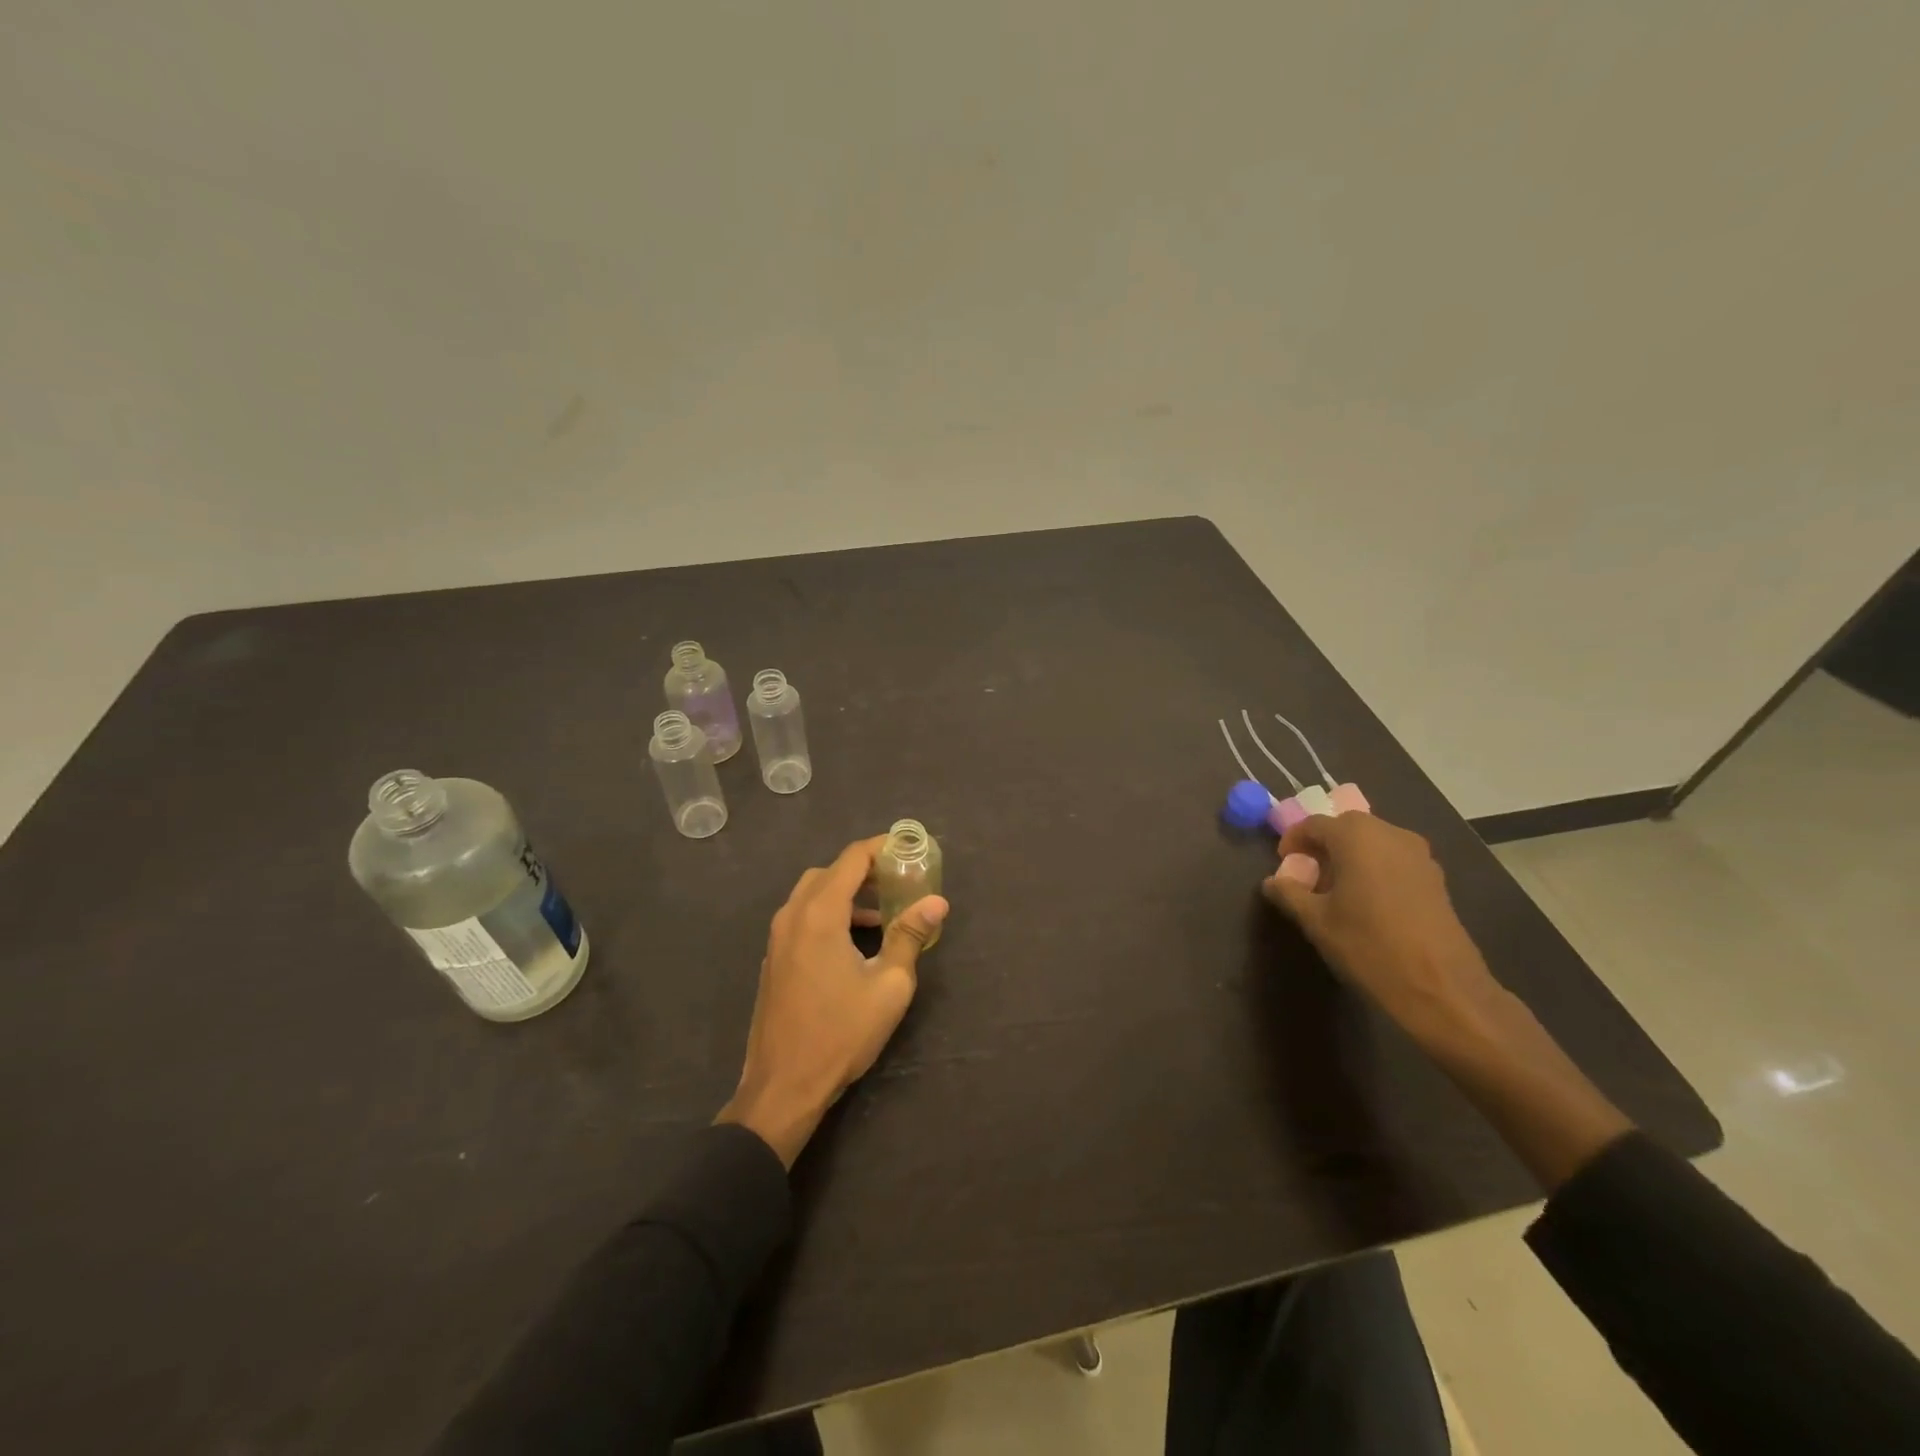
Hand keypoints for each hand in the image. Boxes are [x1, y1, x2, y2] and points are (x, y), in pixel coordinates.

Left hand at [718, 835, 949, 1167]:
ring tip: (883, 911)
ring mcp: (777, 938)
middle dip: (865, 870)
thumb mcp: (888, 986)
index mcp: (819, 914)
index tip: (910, 850)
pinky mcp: (773, 958)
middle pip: (830, 872)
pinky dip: (829, 912)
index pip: (852, 859)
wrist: (782, 1086)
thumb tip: (937, 902)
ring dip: (846, 892)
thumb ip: (910, 936)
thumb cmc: (840, 1034)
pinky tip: (854, 940)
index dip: (882, 848)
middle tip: (899, 880)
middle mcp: (792, 915)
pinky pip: (802, 916)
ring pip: (812, 894)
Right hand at [1261, 812, 1499, 1047]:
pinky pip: (1394, 859)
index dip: (1294, 840)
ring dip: (1350, 856)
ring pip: (1373, 842)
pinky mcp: (1436, 878)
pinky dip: (1374, 868)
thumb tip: (1272, 882)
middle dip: (1323, 846)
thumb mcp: (1316, 921)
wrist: (1440, 987)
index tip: (1284, 863)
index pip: (1314, 824)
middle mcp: (1390, 834)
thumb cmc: (1368, 945)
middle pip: (1346, 828)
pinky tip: (1367, 902)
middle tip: (1308, 875)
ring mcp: (1418, 855)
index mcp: (1356, 837)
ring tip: (1336, 890)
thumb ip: (1289, 894)